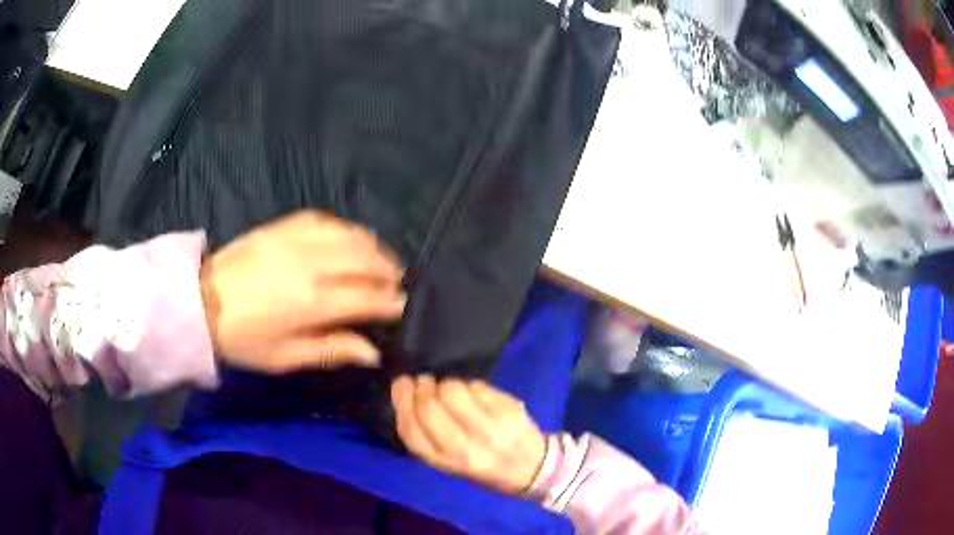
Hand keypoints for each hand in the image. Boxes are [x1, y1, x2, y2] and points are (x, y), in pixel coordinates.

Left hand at [201, 211, 405, 373]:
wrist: (199, 301)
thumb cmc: (243, 339)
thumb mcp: (285, 358)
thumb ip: (332, 351)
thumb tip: (373, 353)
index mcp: (314, 302)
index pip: (369, 297)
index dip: (392, 302)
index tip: (403, 307)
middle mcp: (313, 263)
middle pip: (368, 259)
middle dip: (389, 272)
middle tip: (396, 284)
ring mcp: (297, 239)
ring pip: (352, 234)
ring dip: (374, 248)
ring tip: (379, 261)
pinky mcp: (284, 225)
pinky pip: (327, 219)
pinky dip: (346, 230)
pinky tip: (349, 240)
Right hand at [391, 376, 547, 495]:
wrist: (534, 470)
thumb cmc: (486, 469)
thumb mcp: (450, 464)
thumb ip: (428, 437)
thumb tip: (408, 396)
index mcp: (448, 463)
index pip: (412, 430)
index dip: (402, 402)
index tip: (402, 385)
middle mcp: (468, 449)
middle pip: (429, 407)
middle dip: (421, 387)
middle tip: (424, 382)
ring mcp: (491, 429)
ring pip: (453, 391)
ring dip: (446, 384)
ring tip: (450, 389)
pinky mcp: (509, 411)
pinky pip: (477, 386)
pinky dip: (469, 385)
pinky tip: (472, 392)